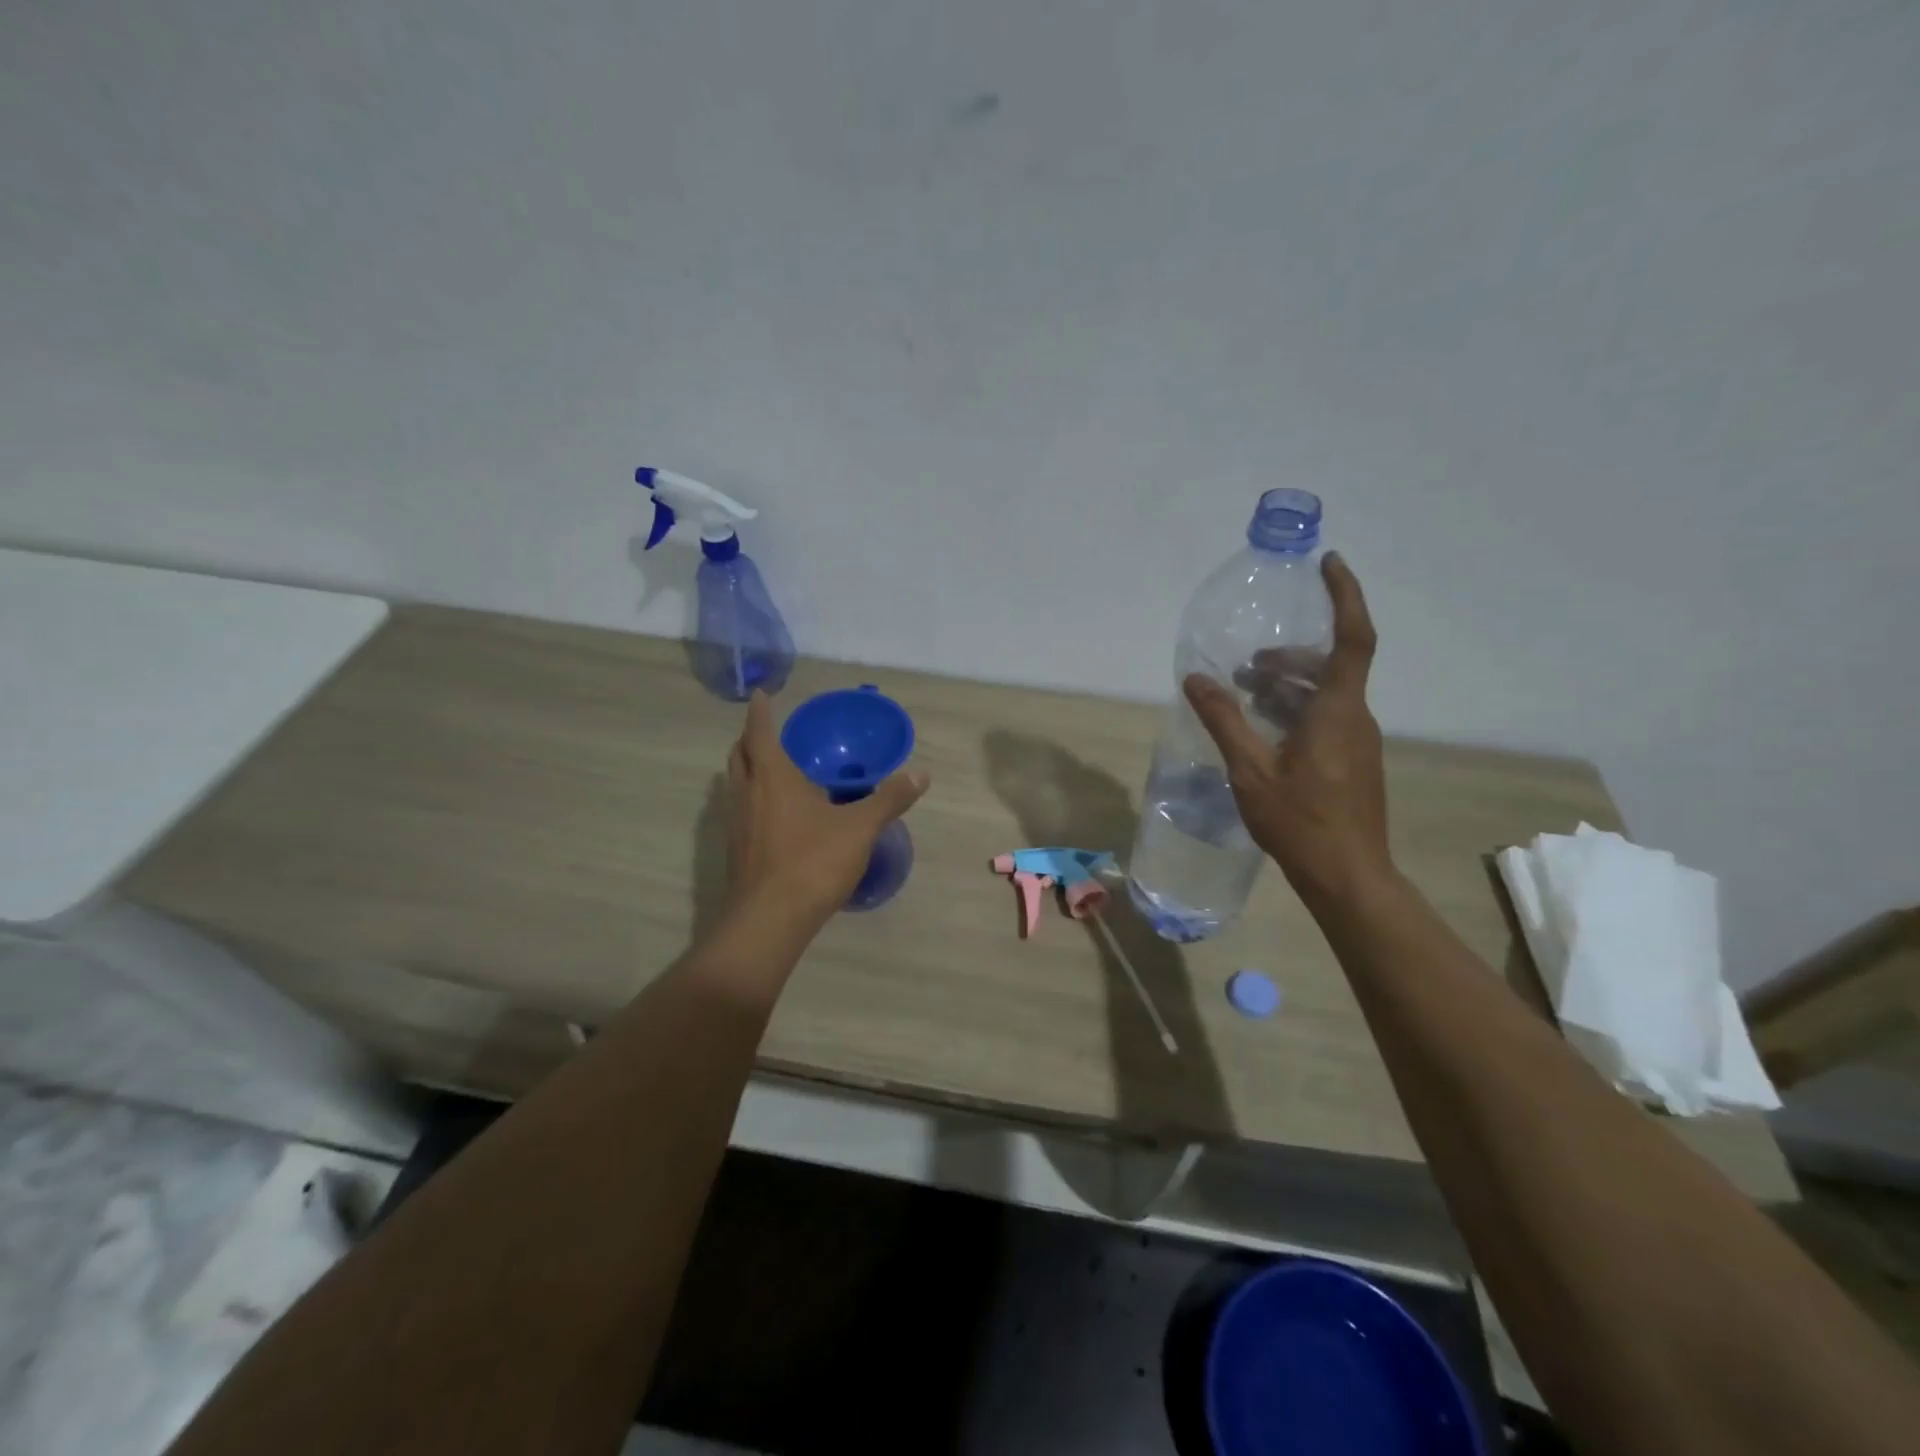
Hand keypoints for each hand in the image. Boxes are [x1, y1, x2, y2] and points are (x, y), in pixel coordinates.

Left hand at [724, 691, 929, 924]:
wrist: (769, 920)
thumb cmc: (813, 861)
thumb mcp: (860, 828)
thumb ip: (889, 799)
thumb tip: (921, 774)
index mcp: (772, 776)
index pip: (759, 731)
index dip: (759, 710)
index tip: (760, 694)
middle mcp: (746, 792)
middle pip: (738, 754)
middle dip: (750, 738)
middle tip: (768, 732)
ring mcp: (736, 823)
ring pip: (735, 784)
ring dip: (748, 769)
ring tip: (772, 769)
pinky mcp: (735, 850)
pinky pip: (739, 810)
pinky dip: (752, 799)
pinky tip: (775, 815)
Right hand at [1183, 553, 1391, 901]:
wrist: (1348, 876)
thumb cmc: (1300, 821)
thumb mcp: (1250, 769)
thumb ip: (1224, 720)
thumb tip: (1195, 678)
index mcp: (1336, 711)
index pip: (1353, 638)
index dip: (1345, 596)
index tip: (1329, 563)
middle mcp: (1356, 718)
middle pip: (1330, 666)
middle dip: (1289, 656)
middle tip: (1247, 663)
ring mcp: (1359, 741)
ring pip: (1327, 694)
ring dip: (1288, 685)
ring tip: (1245, 694)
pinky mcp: (1354, 761)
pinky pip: (1327, 717)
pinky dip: (1296, 709)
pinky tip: (1264, 730)